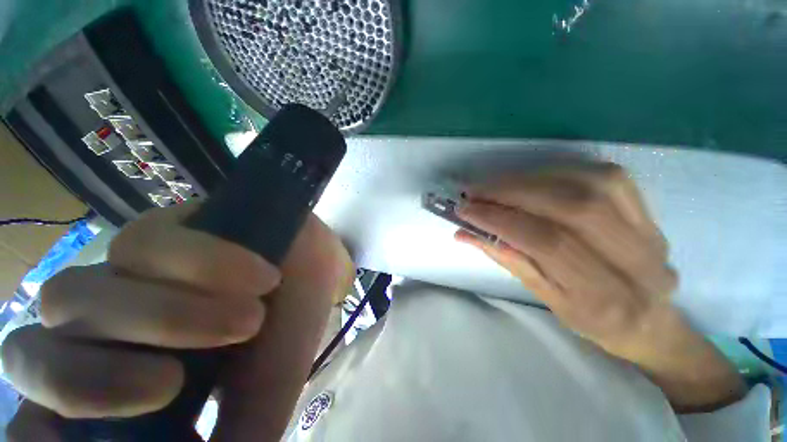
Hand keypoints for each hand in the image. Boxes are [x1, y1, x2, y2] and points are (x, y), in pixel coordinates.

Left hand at [2, 203, 354, 440]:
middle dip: (91, 382)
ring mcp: (121, 274)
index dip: (35, 435)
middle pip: (29, 356)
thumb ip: (235, 440)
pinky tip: (261, 277)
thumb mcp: (266, 394)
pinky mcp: (156, 232)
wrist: (312, 265)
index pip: (35, 418)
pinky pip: (145, 246)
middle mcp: (100, 333)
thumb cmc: (290, 328)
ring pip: (71, 298)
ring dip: (164, 316)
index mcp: (123, 384)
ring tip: (250, 318)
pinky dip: (204, 266)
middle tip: (176, 383)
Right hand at [456, 162, 675, 354]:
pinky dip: (558, 172)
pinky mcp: (647, 208)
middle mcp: (634, 260)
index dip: (500, 220)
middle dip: (511, 193)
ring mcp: (648, 229)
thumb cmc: (590, 318)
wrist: (649, 320)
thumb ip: (507, 260)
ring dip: (530, 180)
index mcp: (603, 297)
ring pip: (586, 185)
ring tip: (496, 185)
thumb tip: (466, 232)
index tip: (466, 209)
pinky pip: (602, 175)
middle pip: (569, 208)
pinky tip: (531, 179)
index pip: (545, 243)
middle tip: (475, 191)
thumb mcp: (543, 298)